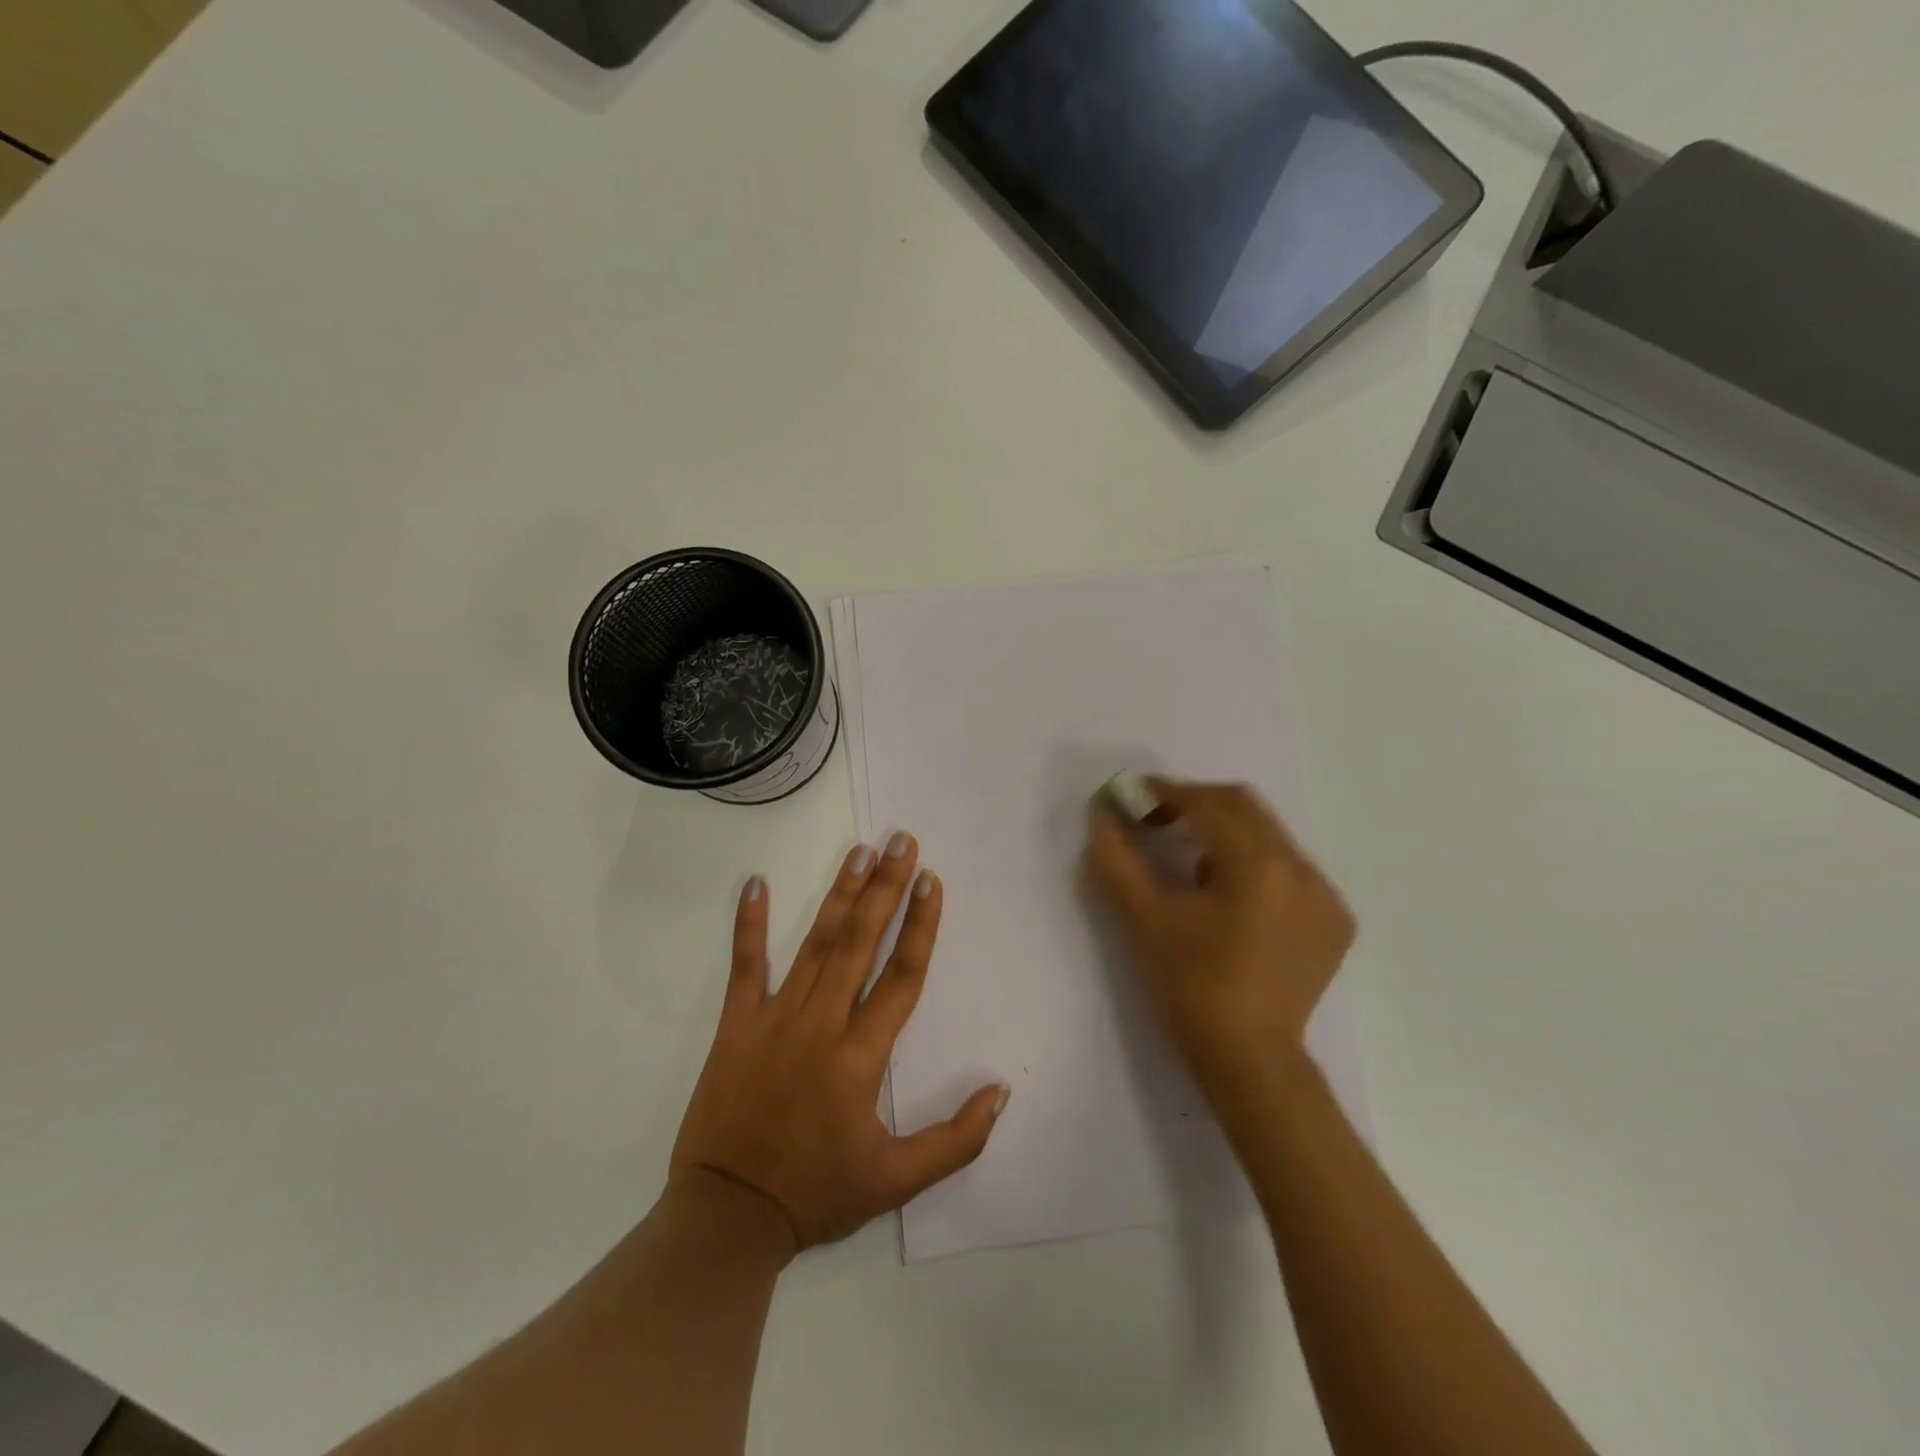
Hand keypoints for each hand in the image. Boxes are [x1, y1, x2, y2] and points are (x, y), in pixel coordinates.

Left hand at [670, 835, 1009, 1251]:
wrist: (728, 1217)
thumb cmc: (817, 1193)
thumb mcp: (897, 1182)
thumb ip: (955, 1139)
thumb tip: (1000, 1091)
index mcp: (861, 1056)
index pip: (901, 976)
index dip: (920, 925)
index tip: (931, 880)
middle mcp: (822, 1023)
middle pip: (860, 943)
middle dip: (885, 888)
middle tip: (901, 841)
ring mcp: (775, 1018)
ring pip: (814, 944)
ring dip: (839, 895)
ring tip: (859, 852)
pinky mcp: (736, 1025)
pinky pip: (744, 966)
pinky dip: (748, 924)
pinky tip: (755, 883)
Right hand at [1084, 780, 1353, 1100]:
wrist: (1251, 1060)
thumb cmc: (1192, 987)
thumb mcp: (1144, 919)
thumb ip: (1117, 859)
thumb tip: (1102, 816)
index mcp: (1259, 866)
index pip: (1209, 804)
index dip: (1166, 792)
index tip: (1134, 796)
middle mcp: (1302, 869)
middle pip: (1244, 808)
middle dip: (1196, 804)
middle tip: (1157, 819)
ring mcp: (1325, 895)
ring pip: (1268, 836)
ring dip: (1225, 834)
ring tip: (1191, 867)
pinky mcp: (1334, 920)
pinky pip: (1288, 868)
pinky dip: (1253, 864)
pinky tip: (1232, 899)